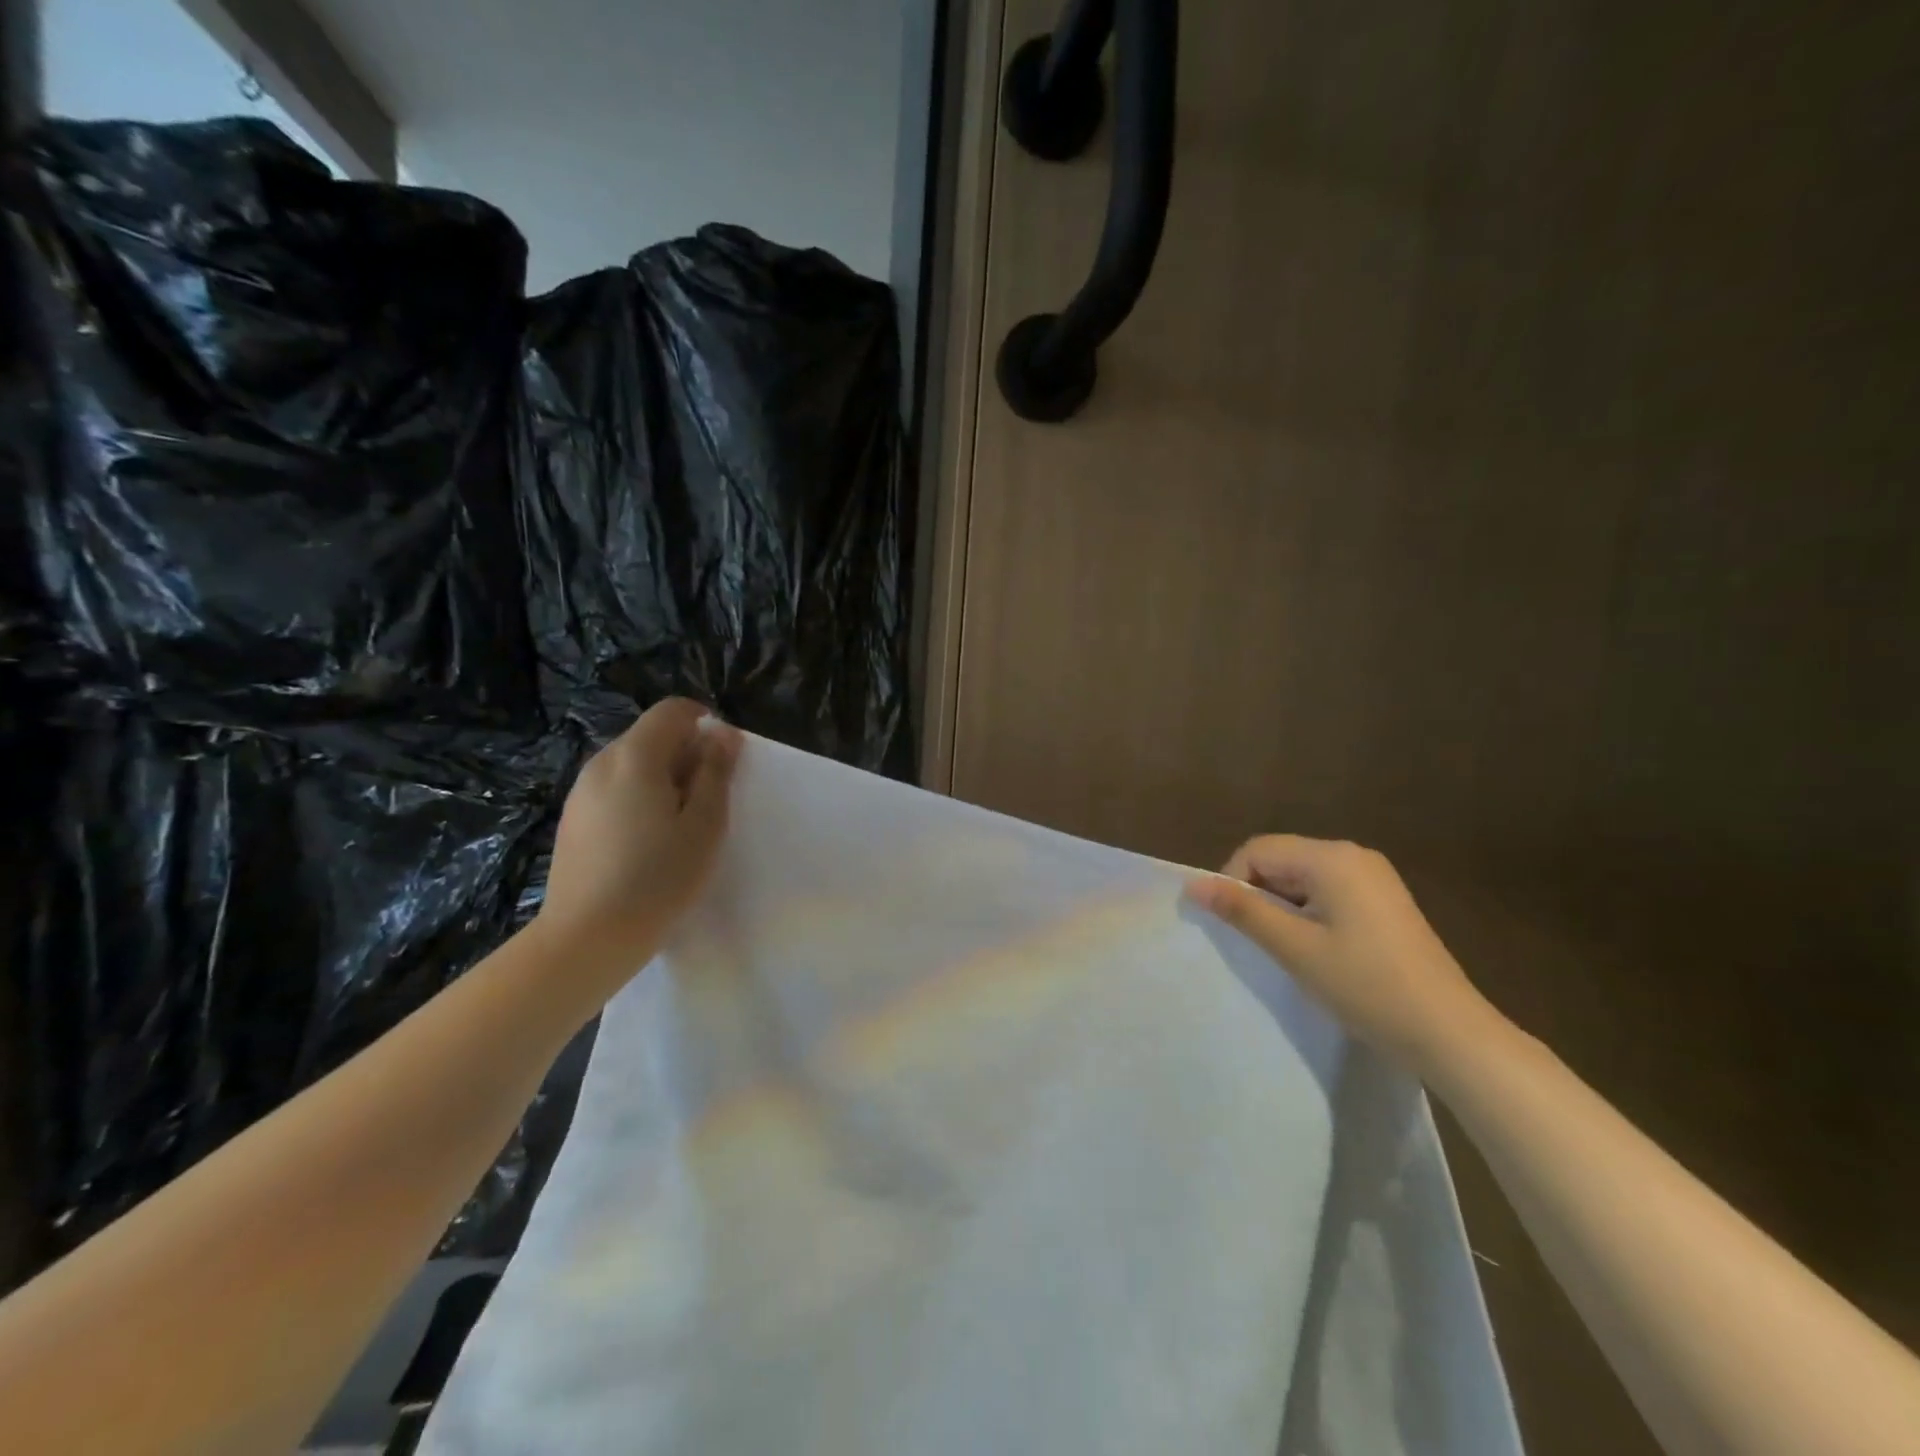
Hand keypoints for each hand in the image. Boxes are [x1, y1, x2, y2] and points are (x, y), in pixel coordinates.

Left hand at [539, 698, 742, 969]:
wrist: (587, 938)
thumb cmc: (658, 878)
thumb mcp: (705, 824)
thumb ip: (715, 772)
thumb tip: (722, 734)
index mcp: (636, 757)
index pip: (672, 710)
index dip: (704, 722)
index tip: (725, 759)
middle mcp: (602, 763)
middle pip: (651, 736)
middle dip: (685, 754)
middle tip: (708, 801)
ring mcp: (580, 792)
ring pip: (632, 765)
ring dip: (663, 779)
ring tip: (679, 826)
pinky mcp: (572, 820)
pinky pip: (614, 791)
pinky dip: (638, 799)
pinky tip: (647, 844)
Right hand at [1185, 835, 1496, 1073]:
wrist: (1450, 1033)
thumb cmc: (1366, 985)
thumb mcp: (1294, 948)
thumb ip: (1242, 910)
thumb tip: (1192, 885)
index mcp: (1332, 857)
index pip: (1258, 850)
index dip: (1233, 882)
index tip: (1233, 926)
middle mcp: (1353, 855)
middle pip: (1281, 859)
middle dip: (1258, 894)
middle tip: (1257, 942)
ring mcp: (1374, 877)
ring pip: (1303, 878)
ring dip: (1283, 907)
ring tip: (1287, 950)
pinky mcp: (1385, 901)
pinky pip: (1328, 892)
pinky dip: (1309, 913)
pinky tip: (1317, 950)